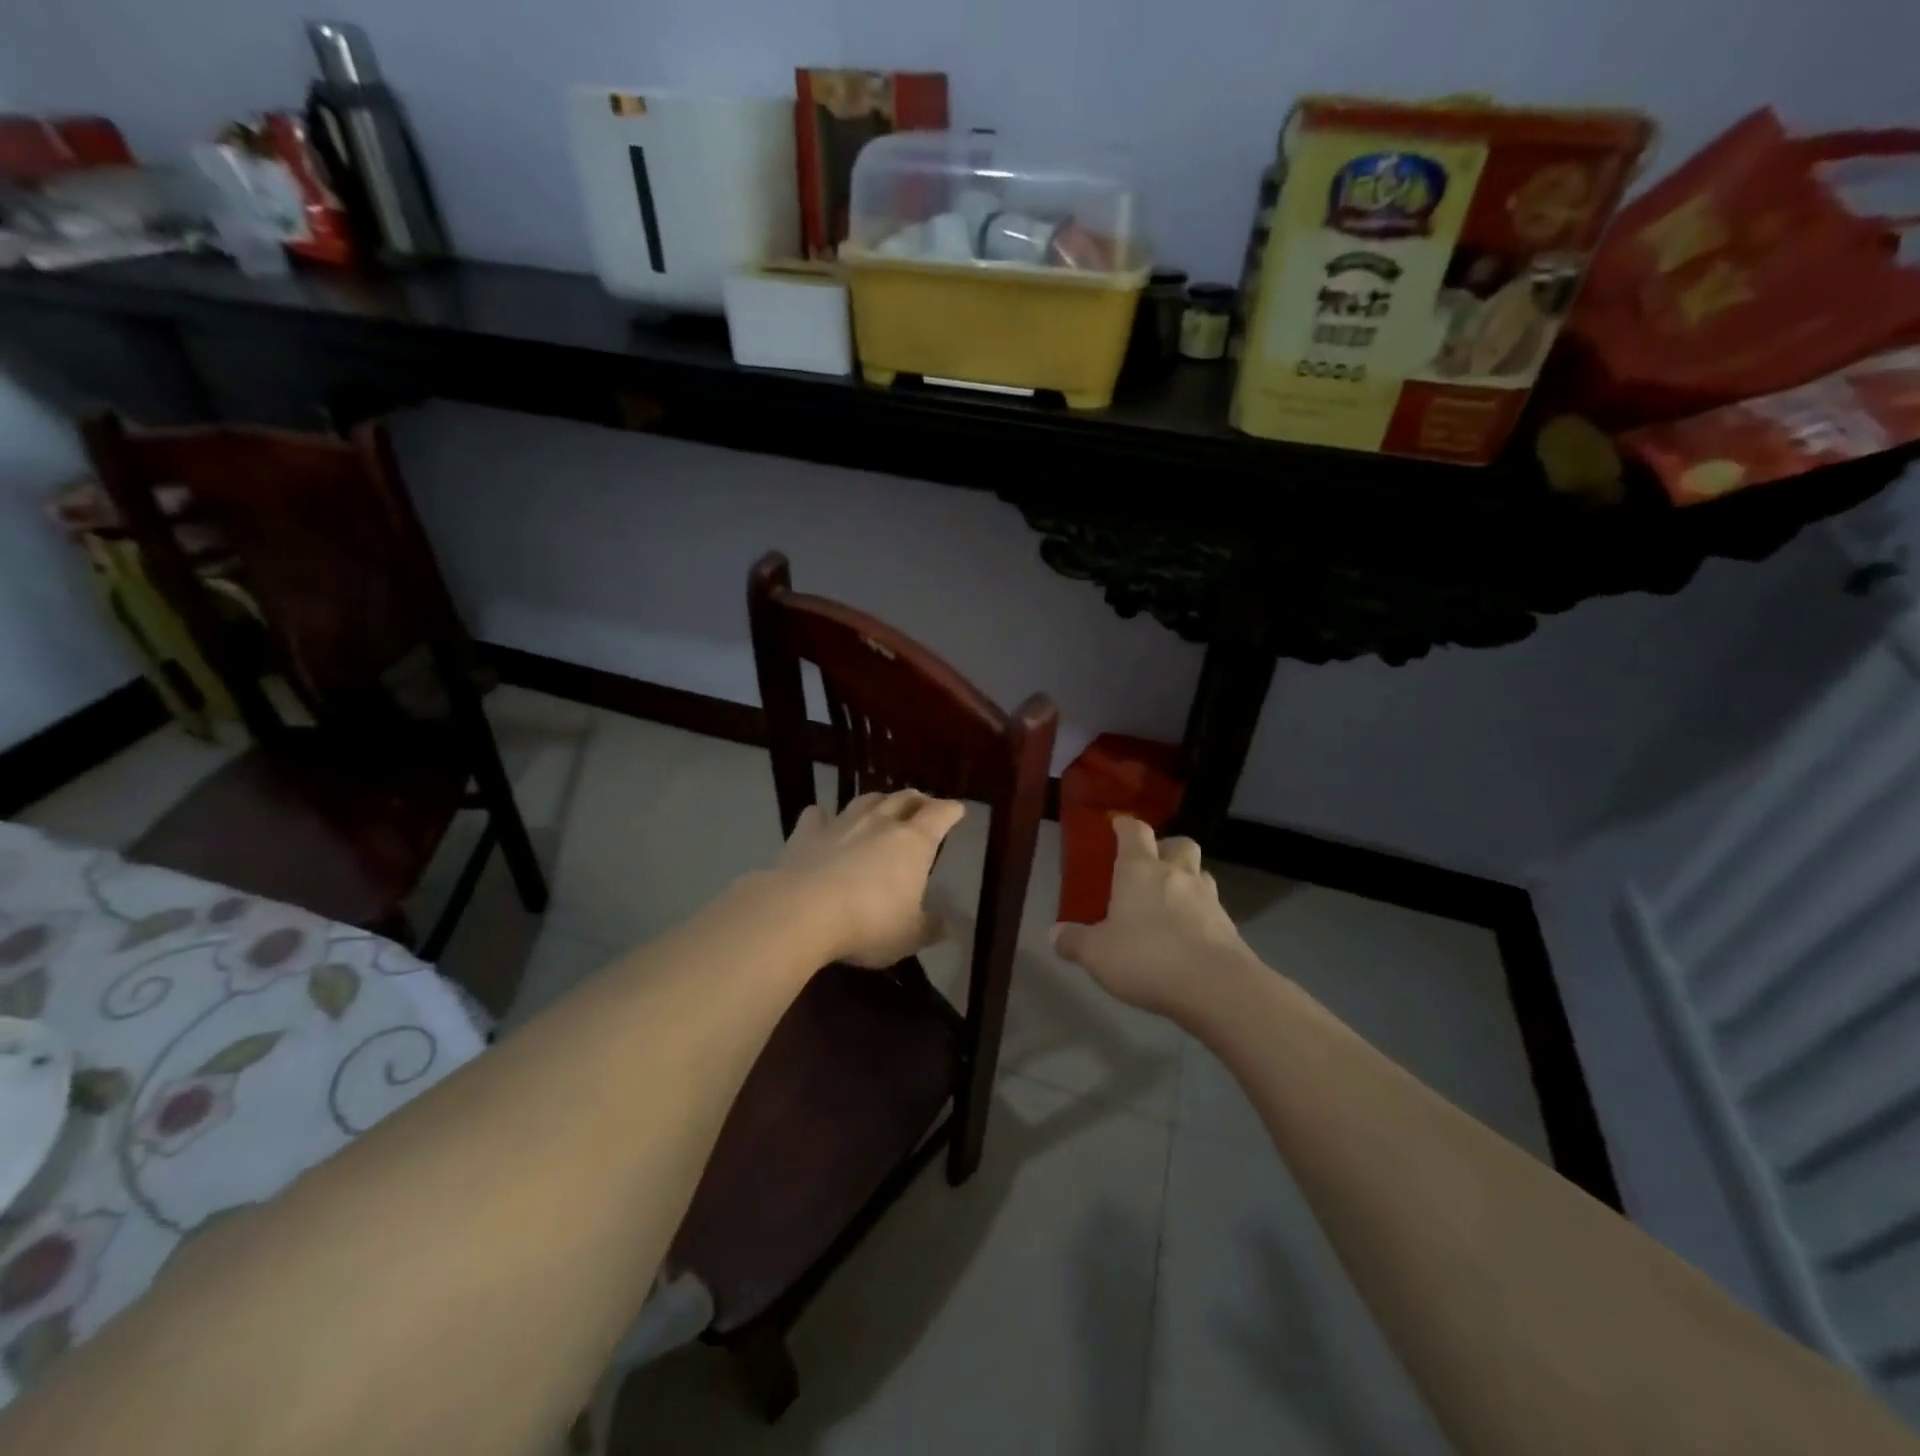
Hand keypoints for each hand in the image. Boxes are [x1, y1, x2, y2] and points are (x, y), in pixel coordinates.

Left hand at [774, 790, 965, 968]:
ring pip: (865, 800)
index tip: (957, 810)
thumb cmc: (869, 923)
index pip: (940, 815)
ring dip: (877, 802)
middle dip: (917, 800)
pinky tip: (823, 820)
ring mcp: (841, 823)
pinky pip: (817, 815)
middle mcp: (880, 823)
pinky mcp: (806, 833)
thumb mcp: (909, 936)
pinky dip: (824, 816)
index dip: (951, 810)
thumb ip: (929, 927)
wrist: (803, 912)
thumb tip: (946, 925)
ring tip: (881, 807)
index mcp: (913, 842)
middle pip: (903, 799)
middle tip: (922, 804)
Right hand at [1050, 816, 1253, 1021]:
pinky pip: (1212, 909)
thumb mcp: (1097, 953)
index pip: (1134, 831)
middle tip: (1150, 866)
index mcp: (1140, 869)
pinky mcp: (1229, 926)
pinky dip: (1200, 914)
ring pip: (1199, 874)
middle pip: (1178, 844)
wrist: (1216, 986)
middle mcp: (1177, 874)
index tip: (1117, 826)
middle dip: (1165, 848)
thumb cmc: (1147, 957)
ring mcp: (1208, 898)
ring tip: (1170, 902)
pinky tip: (1187, 936)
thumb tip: (1053, 934)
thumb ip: (1074, 941)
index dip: (1125, 826)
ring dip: (1186, 880)